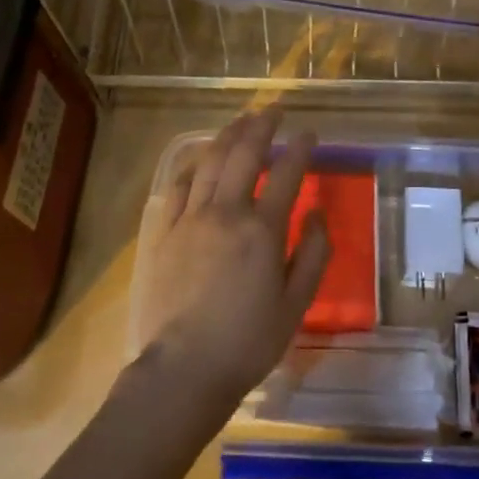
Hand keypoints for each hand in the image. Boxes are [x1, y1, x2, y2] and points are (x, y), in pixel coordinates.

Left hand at [138, 107, 329, 406]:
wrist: (183, 369)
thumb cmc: (248, 341)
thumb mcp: (297, 304)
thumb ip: (313, 254)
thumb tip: (315, 213)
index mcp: (262, 229)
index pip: (286, 173)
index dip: (300, 148)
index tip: (309, 133)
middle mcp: (225, 212)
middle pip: (244, 153)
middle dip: (262, 125)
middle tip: (274, 109)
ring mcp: (189, 218)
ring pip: (209, 161)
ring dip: (228, 135)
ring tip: (242, 120)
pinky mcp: (163, 232)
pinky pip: (177, 186)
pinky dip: (193, 165)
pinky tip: (200, 158)